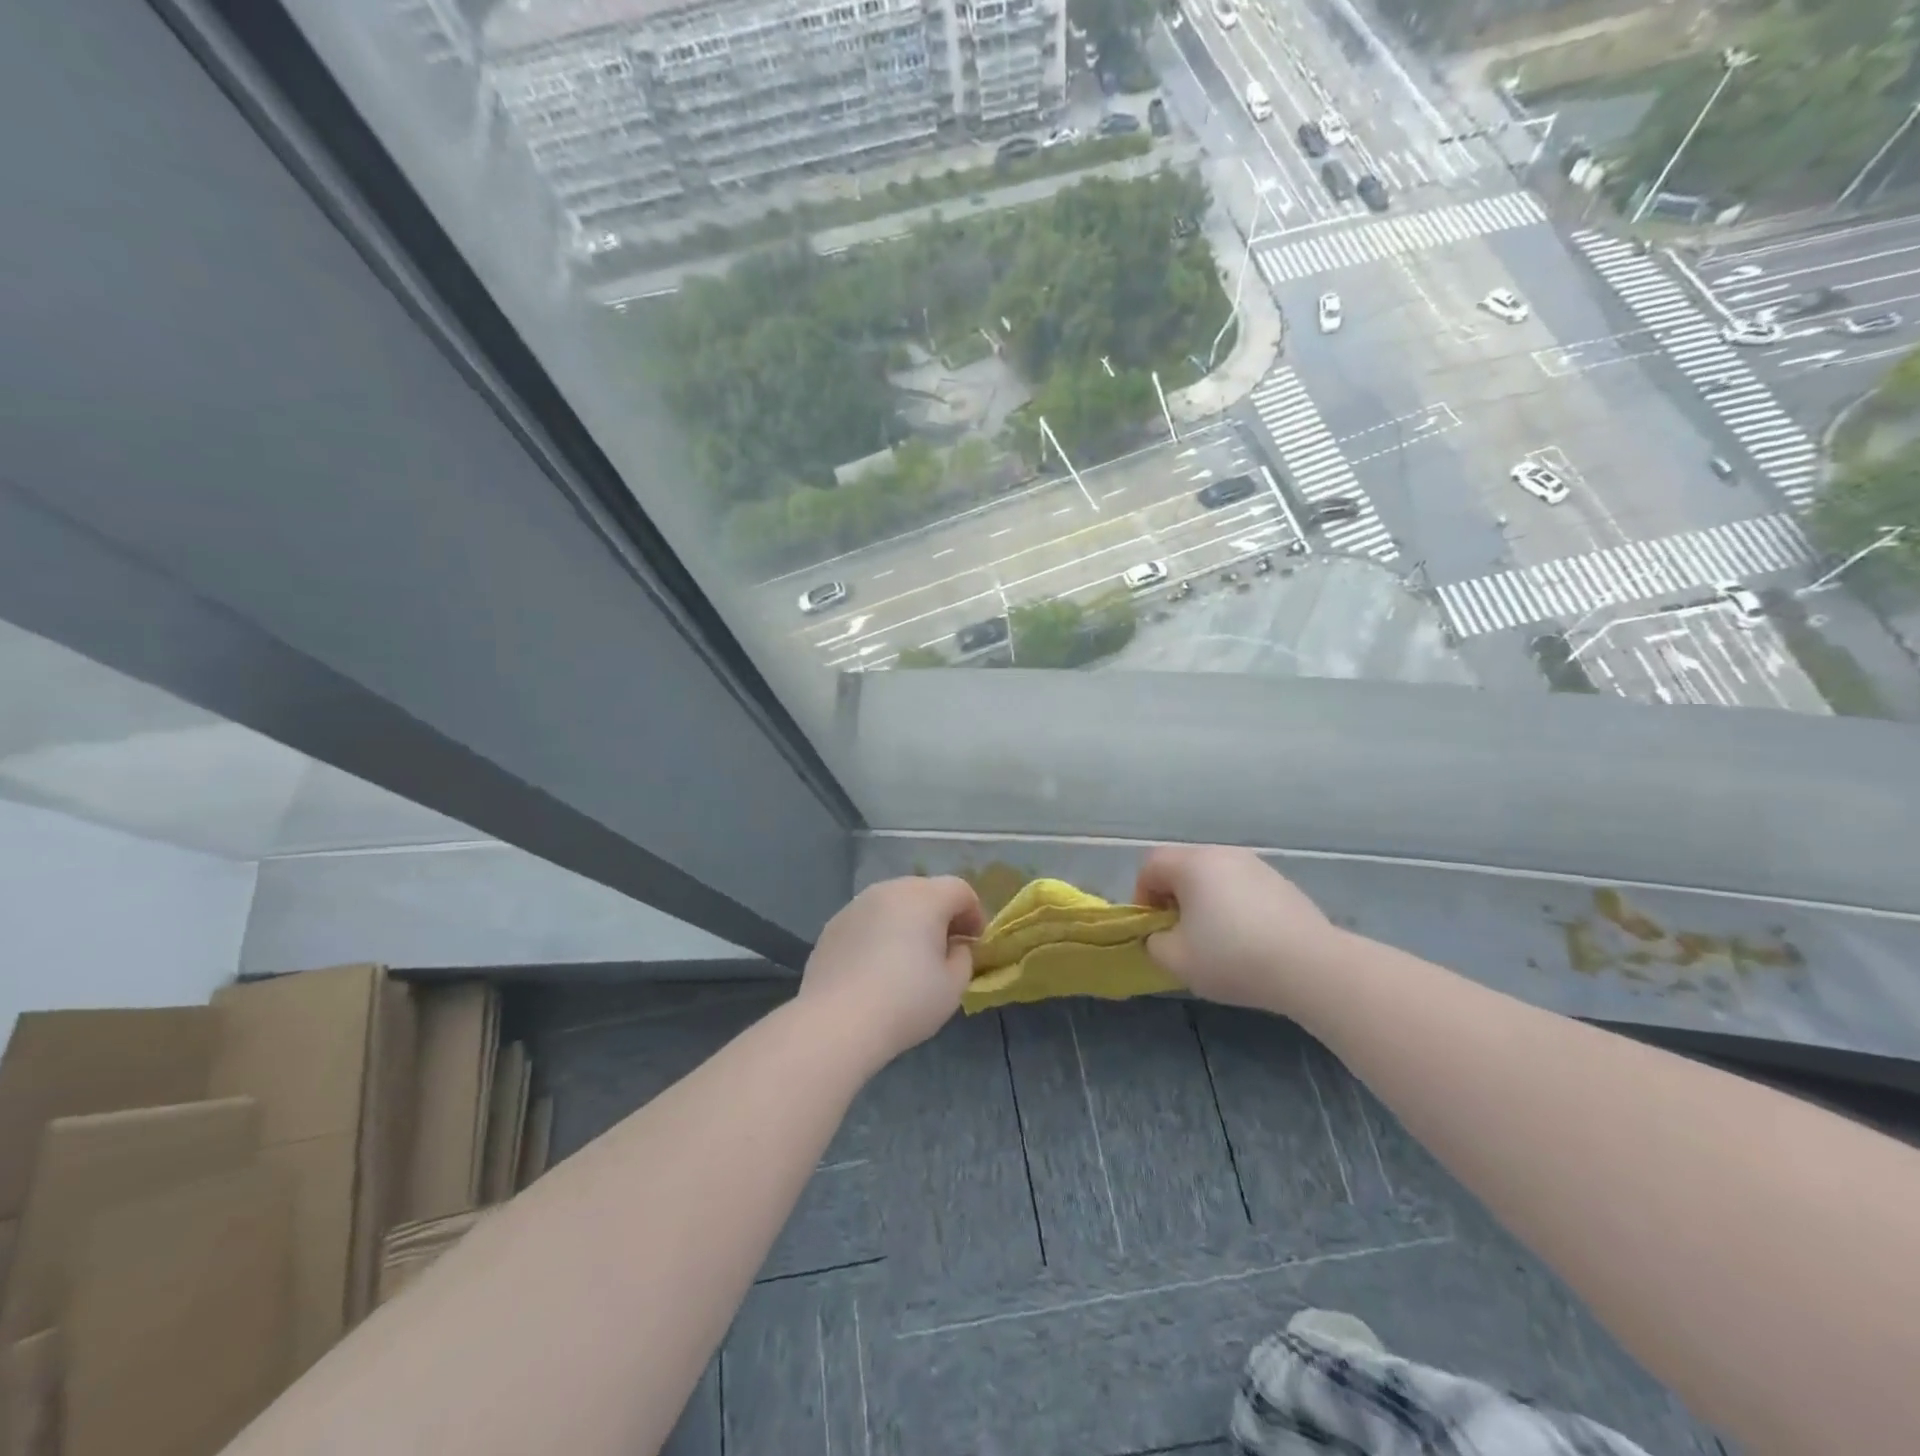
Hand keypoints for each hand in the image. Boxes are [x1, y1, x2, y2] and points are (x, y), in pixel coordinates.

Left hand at [799, 876, 984, 1067]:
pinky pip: (869, 919)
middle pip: (925, 891)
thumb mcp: (953, 986)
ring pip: (894, 902)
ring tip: (909, 956)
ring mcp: (857, 905)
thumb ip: (963, 956)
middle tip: (945, 948)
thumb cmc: (906, 1002)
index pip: (959, 890)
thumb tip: (954, 945)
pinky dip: (880, 932)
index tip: (975, 942)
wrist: (837, 1022)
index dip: (974, 913)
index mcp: (924, 898)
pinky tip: (876, 966)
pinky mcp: (834, 924)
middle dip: (941, 914)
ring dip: (909, 921)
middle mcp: (890, 890)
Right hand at [1134, 845, 1341, 1012]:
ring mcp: (1256, 865)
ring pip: (1214, 876)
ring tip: (1215, 939)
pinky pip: (1242, 887)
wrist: (1311, 967)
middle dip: (1173, 897)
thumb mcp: (1176, 960)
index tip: (1154, 928)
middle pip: (1182, 866)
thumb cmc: (1233, 958)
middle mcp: (1222, 854)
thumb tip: (1160, 935)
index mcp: (1192, 864)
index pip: (1151, 865)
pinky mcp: (1281, 883)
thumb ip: (1154, 943)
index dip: (1142, 895)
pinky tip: (1248, 940)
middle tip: (1180, 933)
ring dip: (1204, 901)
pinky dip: (1234, 906)